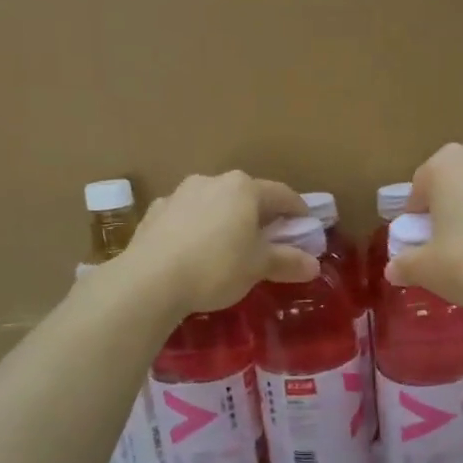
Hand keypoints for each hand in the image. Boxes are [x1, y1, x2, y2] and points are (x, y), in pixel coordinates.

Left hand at [124, 171, 316, 315]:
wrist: (149, 281)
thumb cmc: (216, 267)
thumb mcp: (258, 267)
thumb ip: (287, 262)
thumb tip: (313, 265)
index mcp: (243, 188)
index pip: (282, 194)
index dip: (298, 211)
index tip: (306, 226)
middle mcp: (212, 181)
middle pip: (246, 196)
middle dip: (260, 216)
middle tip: (269, 240)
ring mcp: (179, 194)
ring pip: (214, 204)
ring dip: (226, 220)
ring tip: (229, 247)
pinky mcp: (154, 212)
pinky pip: (186, 218)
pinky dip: (198, 229)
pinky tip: (195, 252)